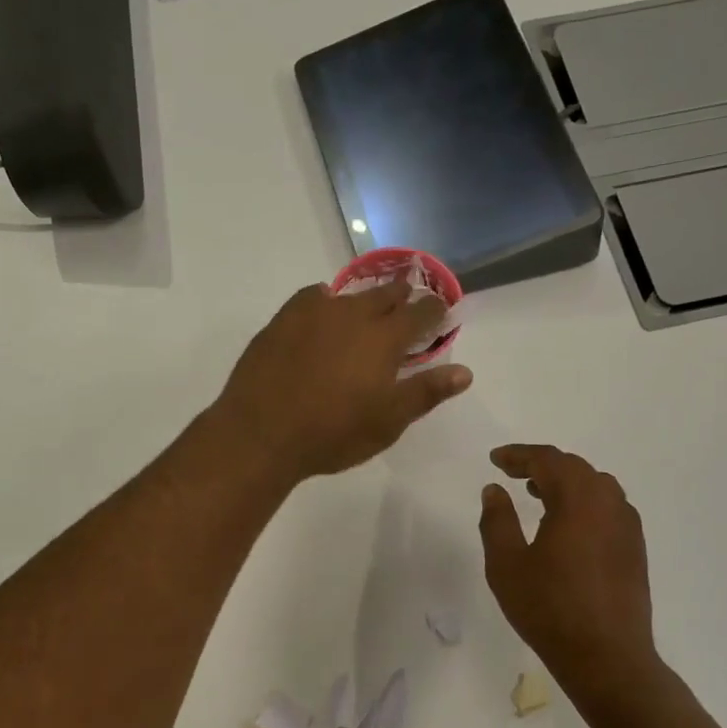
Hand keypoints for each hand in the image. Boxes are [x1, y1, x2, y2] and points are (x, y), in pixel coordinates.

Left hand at [216, 282, 472, 482]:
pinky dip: (325, 302)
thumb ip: (426, 392)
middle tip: (407, 305)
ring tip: (366, 311)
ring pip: (349, 295)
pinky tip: (322, 314)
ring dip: (364, 301)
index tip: (440, 313)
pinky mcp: (283, 319)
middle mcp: (352, 314)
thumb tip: (464, 372)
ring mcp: (314, 313)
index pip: (420, 312)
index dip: (434, 311)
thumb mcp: (388, 421)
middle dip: (401, 297)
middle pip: (386, 294)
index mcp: (384, 338)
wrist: (262, 433)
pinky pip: (312, 298)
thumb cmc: (333, 433)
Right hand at [479, 444, 661, 715]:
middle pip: (575, 468)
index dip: (519, 455)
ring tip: (537, 493)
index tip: (495, 459)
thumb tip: (495, 490)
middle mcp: (609, 503)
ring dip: (565, 482)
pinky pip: (608, 507)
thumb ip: (497, 521)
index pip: (548, 460)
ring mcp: (627, 526)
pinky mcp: (635, 549)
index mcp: (578, 500)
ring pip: (595, 486)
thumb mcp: (507, 565)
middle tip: (512, 472)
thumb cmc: (549, 608)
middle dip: (541, 465)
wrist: (607, 657)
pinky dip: (584, 502)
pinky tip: (568, 524)